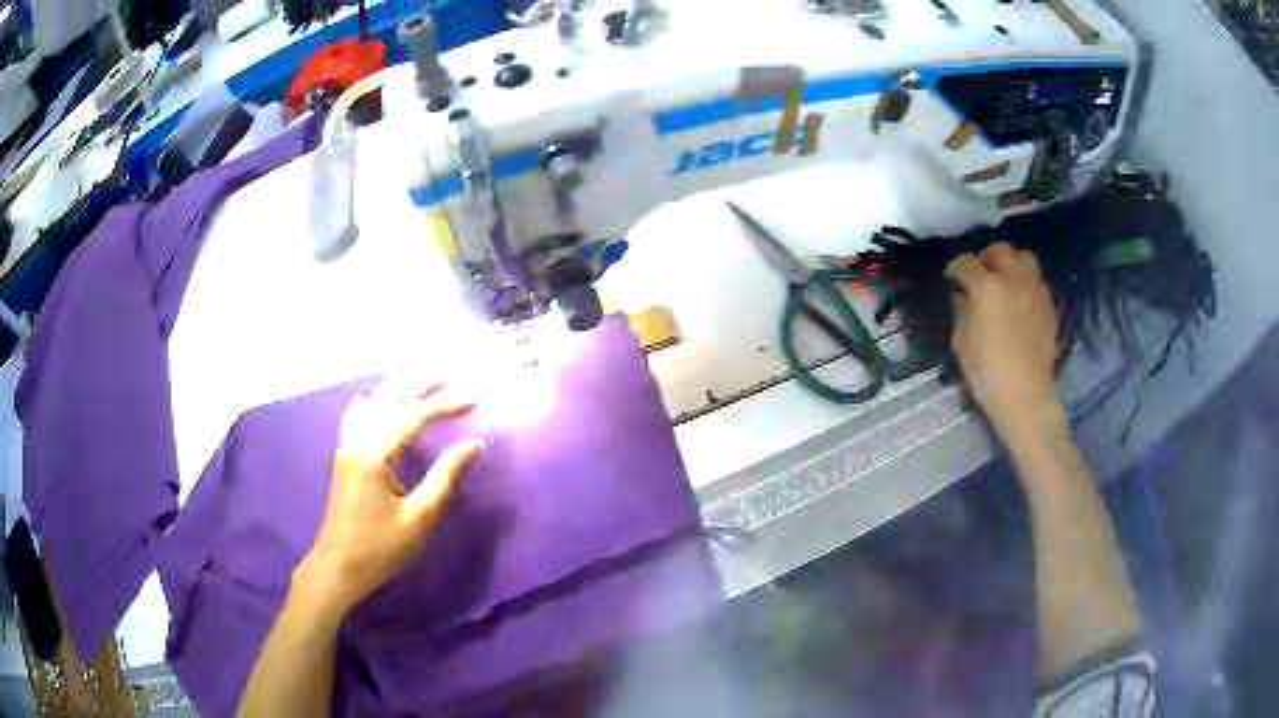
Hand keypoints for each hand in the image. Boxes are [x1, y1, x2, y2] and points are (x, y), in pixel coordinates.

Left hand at [296, 378, 483, 616]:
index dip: (444, 405)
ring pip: (371, 405)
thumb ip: (446, 478)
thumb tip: (473, 445)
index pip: (413, 416)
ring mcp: (346, 448)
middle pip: (388, 399)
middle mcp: (357, 442)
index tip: (474, 400)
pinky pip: (354, 420)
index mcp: (374, 454)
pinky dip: (368, 405)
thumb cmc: (381, 548)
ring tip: (419, 381)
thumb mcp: (420, 518)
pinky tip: (367, 401)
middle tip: (447, 374)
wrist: (337, 566)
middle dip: (418, 384)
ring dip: (396, 390)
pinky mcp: (343, 459)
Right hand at [946, 243, 1062, 442]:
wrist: (1027, 398)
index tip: (951, 279)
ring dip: (1011, 264)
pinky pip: (1037, 280)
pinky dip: (1026, 282)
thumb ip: (961, 313)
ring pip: (1024, 258)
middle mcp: (1013, 279)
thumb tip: (961, 297)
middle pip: (999, 250)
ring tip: (1005, 281)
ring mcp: (1035, 290)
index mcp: (986, 288)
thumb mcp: (962, 345)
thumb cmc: (988, 375)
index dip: (955, 269)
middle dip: (986, 258)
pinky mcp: (1049, 305)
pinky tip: (1020, 300)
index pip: (965, 263)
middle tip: (980, 275)